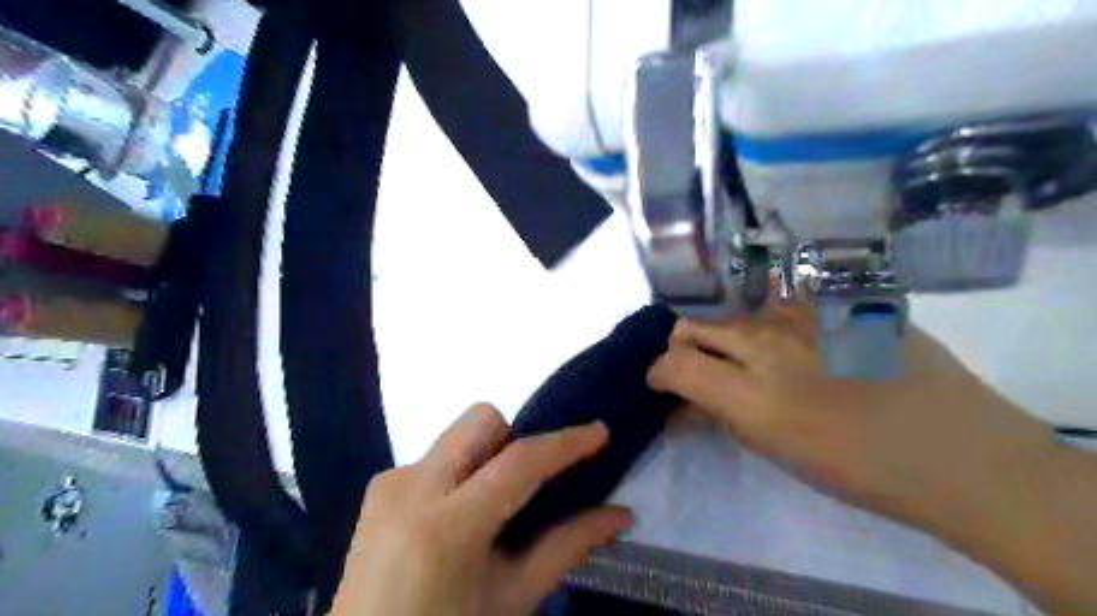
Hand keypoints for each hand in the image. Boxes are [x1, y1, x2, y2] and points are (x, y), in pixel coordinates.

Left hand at [329, 403, 630, 615]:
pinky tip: (455, 518)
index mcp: (446, 529)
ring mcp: (391, 482)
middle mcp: (412, 488)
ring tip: (490, 507)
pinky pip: (435, 457)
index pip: (518, 463)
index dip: (565, 443)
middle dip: (515, 437)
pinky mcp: (380, 485)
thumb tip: (617, 515)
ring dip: (487, 456)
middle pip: (481, 420)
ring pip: (458, 435)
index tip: (599, 431)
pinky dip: (459, 473)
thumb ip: (565, 548)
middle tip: (528, 483)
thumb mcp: (512, 599)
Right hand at [644, 304, 1058, 537]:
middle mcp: (767, 344)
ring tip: (754, 361)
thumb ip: (723, 415)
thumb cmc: (860, 469)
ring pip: (734, 315)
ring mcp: (801, 316)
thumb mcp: (776, 450)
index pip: (674, 365)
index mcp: (752, 396)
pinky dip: (769, 326)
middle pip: (692, 327)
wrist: (954, 449)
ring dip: (728, 337)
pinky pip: (779, 307)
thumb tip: (687, 401)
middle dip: (681, 346)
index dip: (657, 372)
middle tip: (695, 367)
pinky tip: (797, 345)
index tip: (661, 383)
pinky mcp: (831, 302)